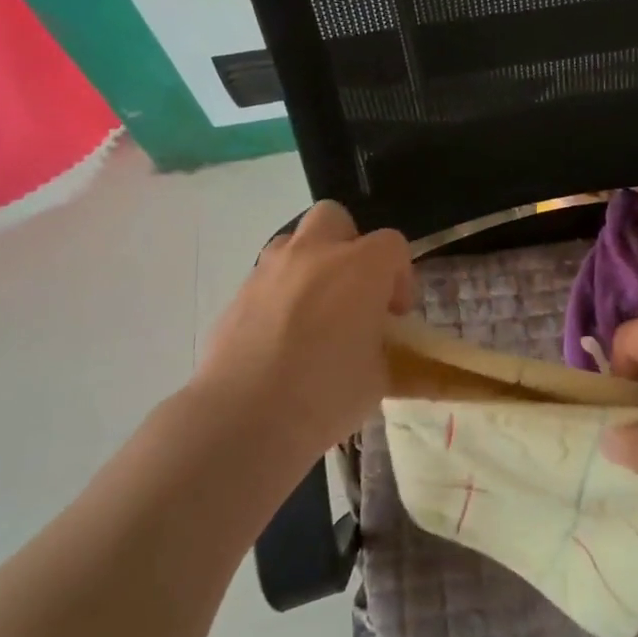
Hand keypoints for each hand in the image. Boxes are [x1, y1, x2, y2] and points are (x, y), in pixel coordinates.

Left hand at [189, 202, 412, 462]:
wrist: (244, 418)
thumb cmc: (327, 393)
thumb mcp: (379, 378)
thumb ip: (389, 352)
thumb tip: (387, 351)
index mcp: (361, 267)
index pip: (393, 245)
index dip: (400, 277)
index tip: (395, 316)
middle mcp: (314, 255)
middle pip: (335, 218)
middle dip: (349, 246)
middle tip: (354, 292)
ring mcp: (269, 270)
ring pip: (294, 242)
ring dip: (311, 265)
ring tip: (316, 313)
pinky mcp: (237, 294)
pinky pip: (267, 278)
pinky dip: (281, 295)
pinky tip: (282, 338)